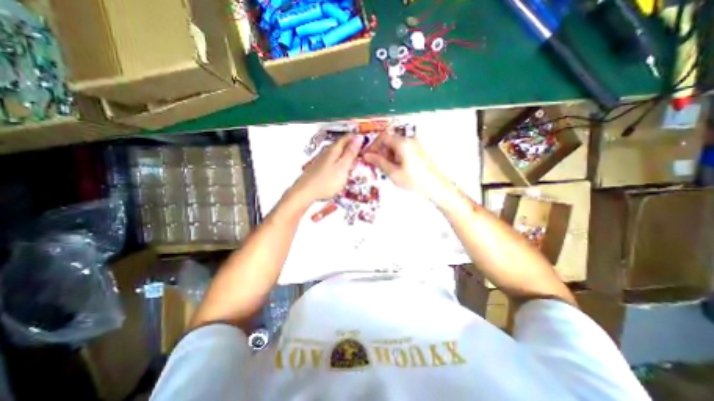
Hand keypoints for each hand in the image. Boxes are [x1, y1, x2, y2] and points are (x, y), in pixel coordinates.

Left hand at [293, 135, 364, 203]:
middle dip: (354, 148)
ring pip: (339, 153)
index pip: (348, 138)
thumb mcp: (342, 167)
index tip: (368, 145)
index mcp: (335, 149)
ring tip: (355, 165)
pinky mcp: (321, 167)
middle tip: (364, 156)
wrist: (306, 192)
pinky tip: (343, 171)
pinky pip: (335, 161)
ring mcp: (324, 159)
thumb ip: (351, 153)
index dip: (358, 139)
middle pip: (343, 145)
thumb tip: (359, 137)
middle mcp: (328, 151)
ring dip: (348, 157)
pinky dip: (342, 164)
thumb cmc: (327, 181)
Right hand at [364, 133, 453, 203]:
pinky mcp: (419, 150)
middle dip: (380, 150)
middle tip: (376, 163)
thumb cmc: (414, 181)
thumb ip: (379, 162)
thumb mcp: (393, 173)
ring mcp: (416, 144)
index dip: (373, 146)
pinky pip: (404, 149)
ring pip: (396, 145)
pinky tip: (396, 167)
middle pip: (390, 140)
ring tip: (386, 168)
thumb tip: (366, 155)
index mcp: (403, 143)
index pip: (382, 137)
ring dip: (388, 154)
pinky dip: (396, 156)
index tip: (367, 156)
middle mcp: (410, 140)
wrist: (437, 187)